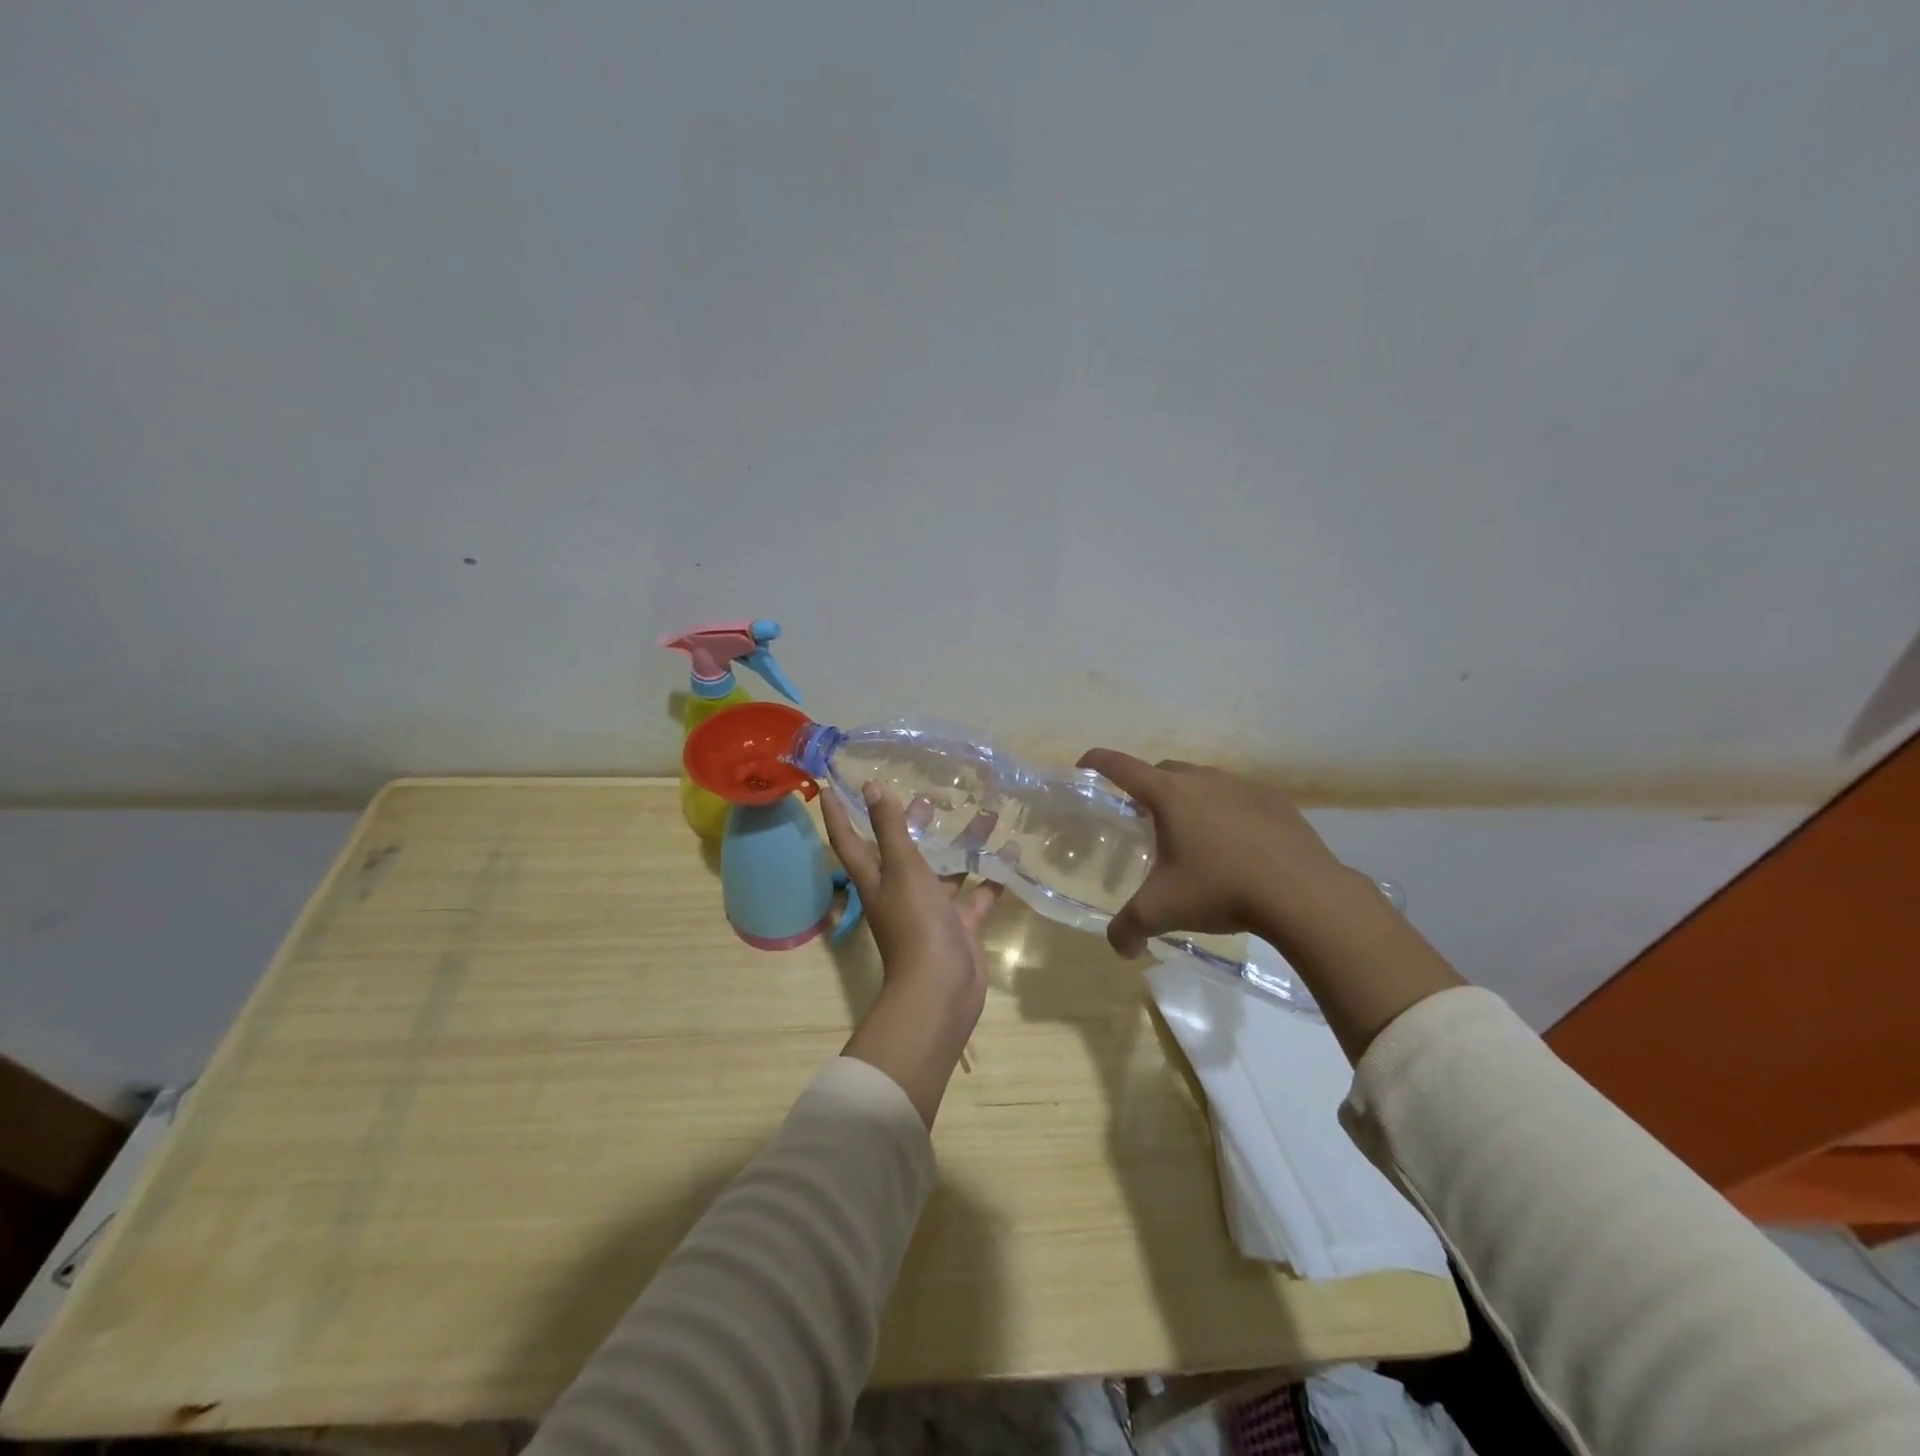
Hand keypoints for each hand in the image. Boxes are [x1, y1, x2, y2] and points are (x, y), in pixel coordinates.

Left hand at [822, 781, 1002, 1126]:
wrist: (941, 989)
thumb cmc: (914, 923)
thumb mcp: (901, 868)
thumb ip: (889, 828)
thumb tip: (871, 787)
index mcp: (876, 878)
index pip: (848, 840)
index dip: (837, 815)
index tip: (830, 787)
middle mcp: (900, 891)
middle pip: (902, 851)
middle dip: (912, 824)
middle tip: (929, 796)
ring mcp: (931, 909)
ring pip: (946, 869)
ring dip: (962, 845)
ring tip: (986, 814)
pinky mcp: (960, 924)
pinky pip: (977, 893)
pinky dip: (992, 876)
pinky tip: (1011, 852)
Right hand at [1075, 749, 1357, 956]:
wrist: (1302, 893)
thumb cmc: (1221, 890)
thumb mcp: (1163, 911)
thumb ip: (1129, 928)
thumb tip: (1119, 947)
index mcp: (1169, 796)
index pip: (1121, 767)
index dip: (1098, 762)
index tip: (1084, 764)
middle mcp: (1203, 780)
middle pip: (1163, 770)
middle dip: (1147, 786)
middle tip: (1143, 817)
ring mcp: (1242, 786)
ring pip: (1204, 781)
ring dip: (1189, 798)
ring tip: (1192, 834)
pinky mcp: (1276, 800)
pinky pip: (1240, 797)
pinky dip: (1227, 810)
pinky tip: (1236, 843)